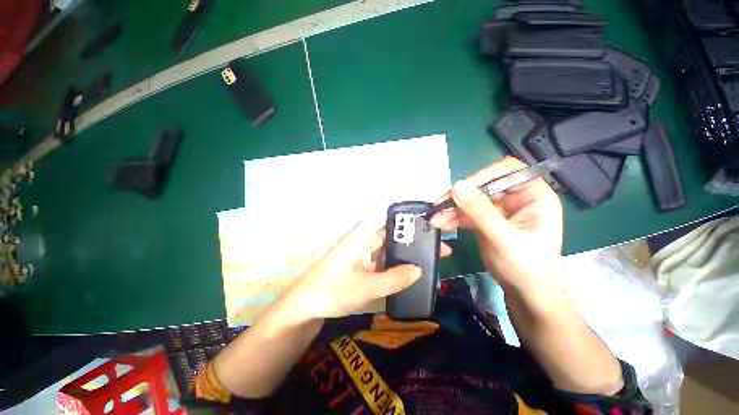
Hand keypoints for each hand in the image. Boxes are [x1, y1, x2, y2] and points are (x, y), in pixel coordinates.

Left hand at [284, 207, 451, 319]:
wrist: (305, 304)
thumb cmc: (330, 291)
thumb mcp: (364, 288)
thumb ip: (392, 279)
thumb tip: (418, 270)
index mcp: (361, 234)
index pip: (383, 210)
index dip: (402, 205)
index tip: (425, 208)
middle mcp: (363, 237)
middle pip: (391, 228)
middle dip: (414, 232)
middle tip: (438, 238)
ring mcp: (363, 250)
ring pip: (389, 243)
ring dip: (408, 247)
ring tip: (432, 252)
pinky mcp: (363, 261)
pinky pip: (384, 256)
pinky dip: (398, 259)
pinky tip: (412, 266)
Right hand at [430, 157, 562, 291]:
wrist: (524, 292)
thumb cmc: (526, 266)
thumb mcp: (503, 238)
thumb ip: (480, 211)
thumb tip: (457, 185)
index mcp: (533, 195)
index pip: (509, 170)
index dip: (485, 175)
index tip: (462, 187)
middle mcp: (516, 198)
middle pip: (484, 186)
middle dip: (461, 197)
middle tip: (440, 205)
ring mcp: (499, 210)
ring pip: (471, 201)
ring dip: (452, 209)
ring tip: (436, 219)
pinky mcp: (486, 221)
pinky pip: (467, 214)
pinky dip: (453, 218)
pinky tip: (441, 224)